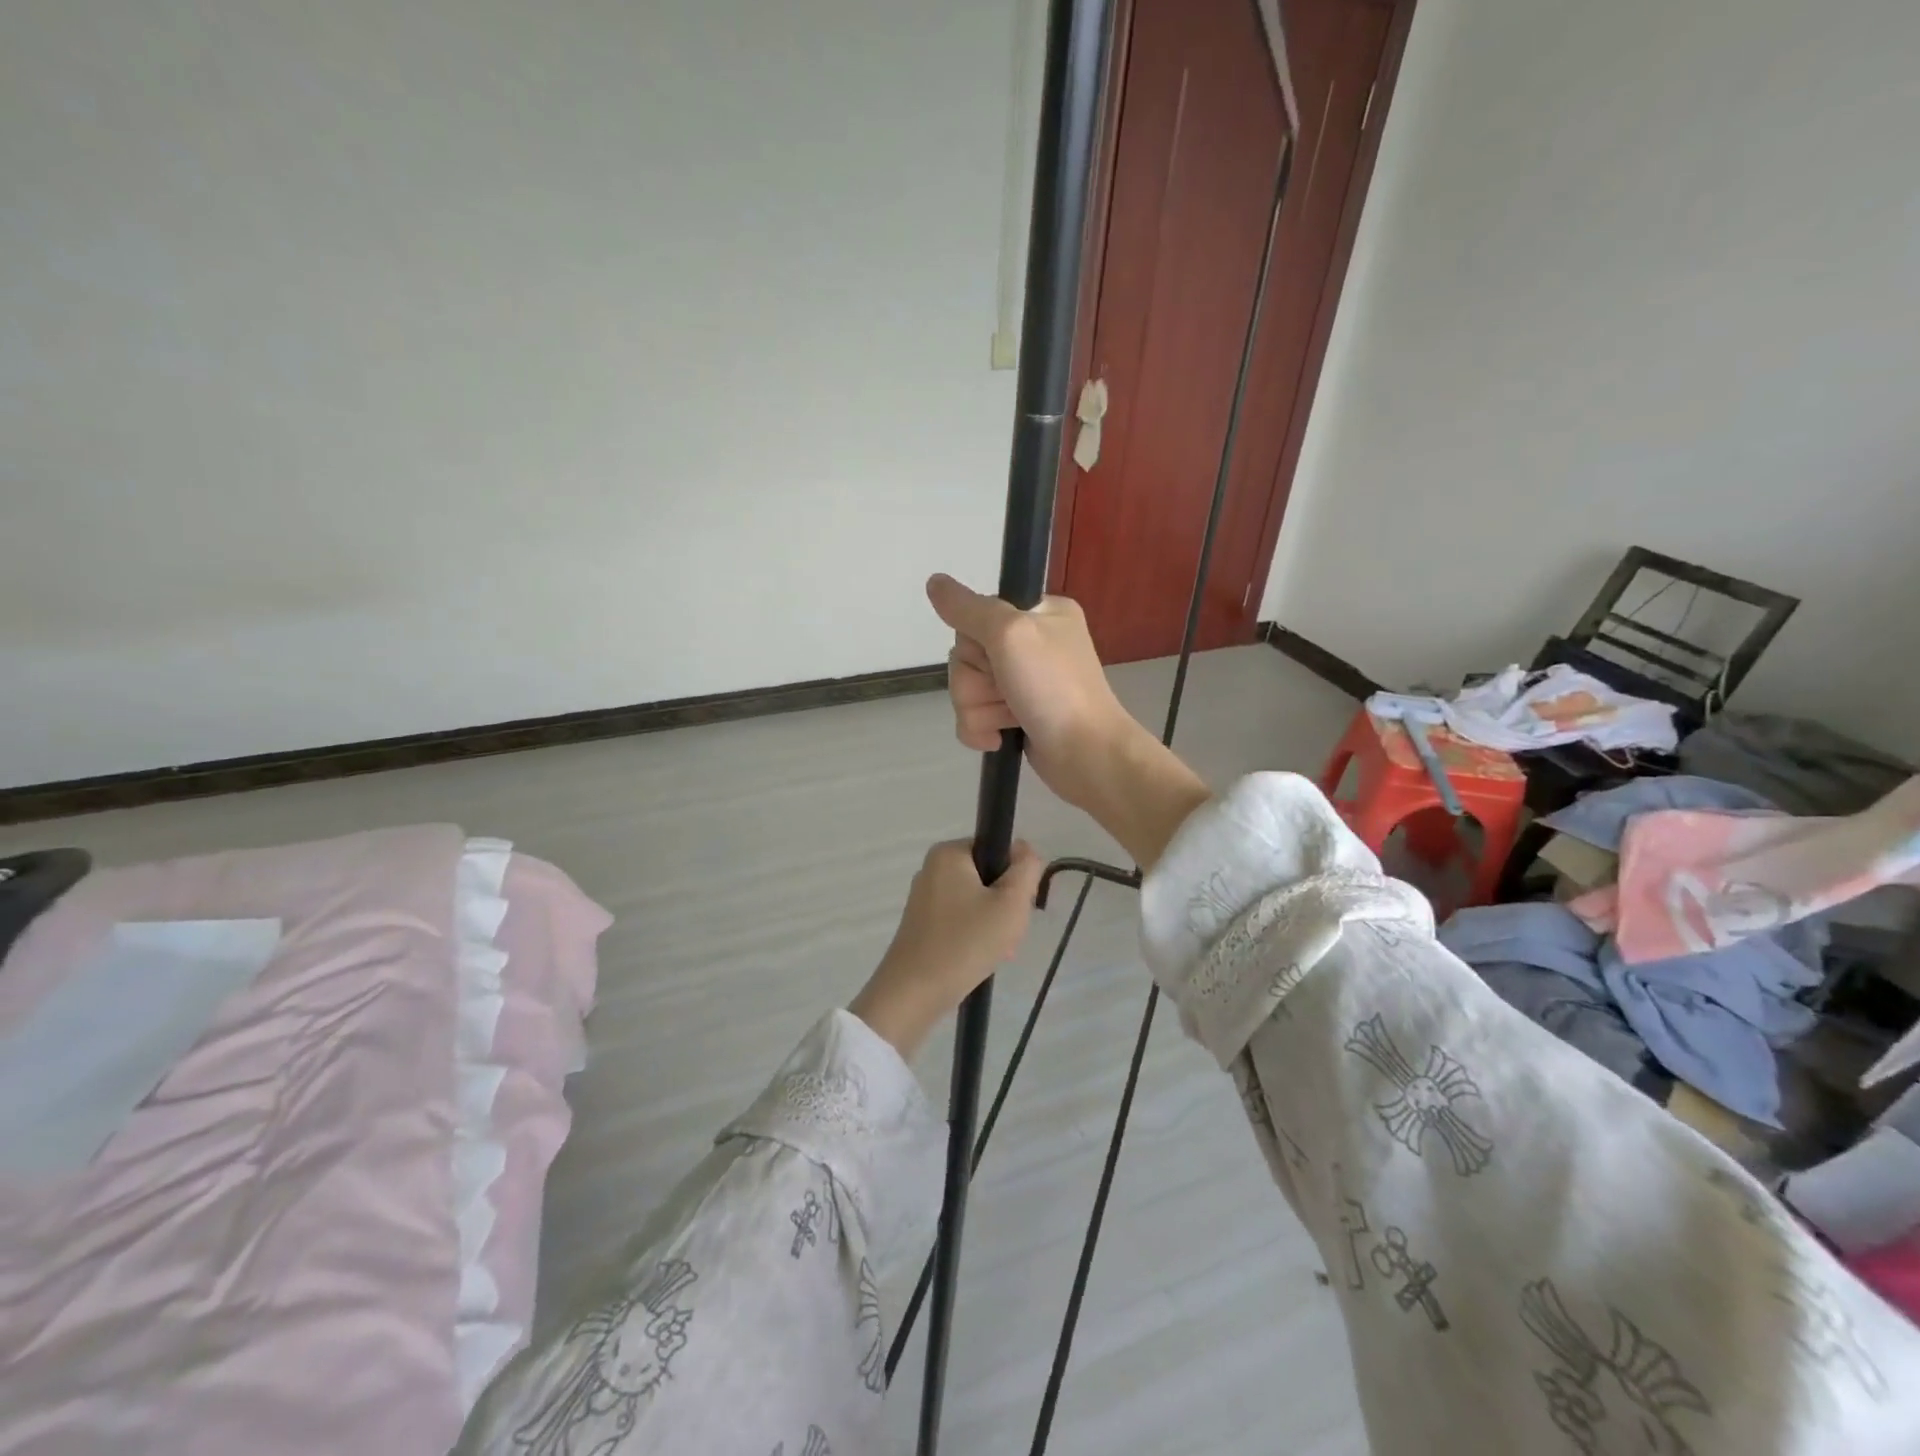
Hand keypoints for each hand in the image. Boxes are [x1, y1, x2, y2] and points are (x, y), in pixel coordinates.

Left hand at [849, 839, 1043, 1058]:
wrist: (914, 992)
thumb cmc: (966, 942)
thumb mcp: (1010, 903)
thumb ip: (1026, 868)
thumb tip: (1023, 849)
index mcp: (949, 853)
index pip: (997, 849)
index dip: (1015, 876)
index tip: (1017, 906)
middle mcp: (932, 868)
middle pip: (987, 876)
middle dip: (1004, 905)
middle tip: (1008, 933)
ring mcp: (924, 897)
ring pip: (976, 901)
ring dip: (993, 924)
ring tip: (997, 952)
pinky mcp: (921, 924)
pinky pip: (959, 920)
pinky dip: (974, 935)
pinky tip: (980, 959)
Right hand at [926, 573, 1137, 812]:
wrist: (1086, 753)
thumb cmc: (1054, 688)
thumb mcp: (1011, 634)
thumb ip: (969, 608)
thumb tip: (935, 581)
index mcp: (1040, 613)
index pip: (977, 615)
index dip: (975, 641)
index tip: (996, 654)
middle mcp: (1031, 643)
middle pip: (967, 655)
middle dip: (976, 681)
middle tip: (1006, 691)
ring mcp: (1024, 682)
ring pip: (967, 688)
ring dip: (979, 709)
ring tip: (1008, 719)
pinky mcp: (1016, 716)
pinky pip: (974, 716)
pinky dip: (980, 729)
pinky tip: (999, 739)